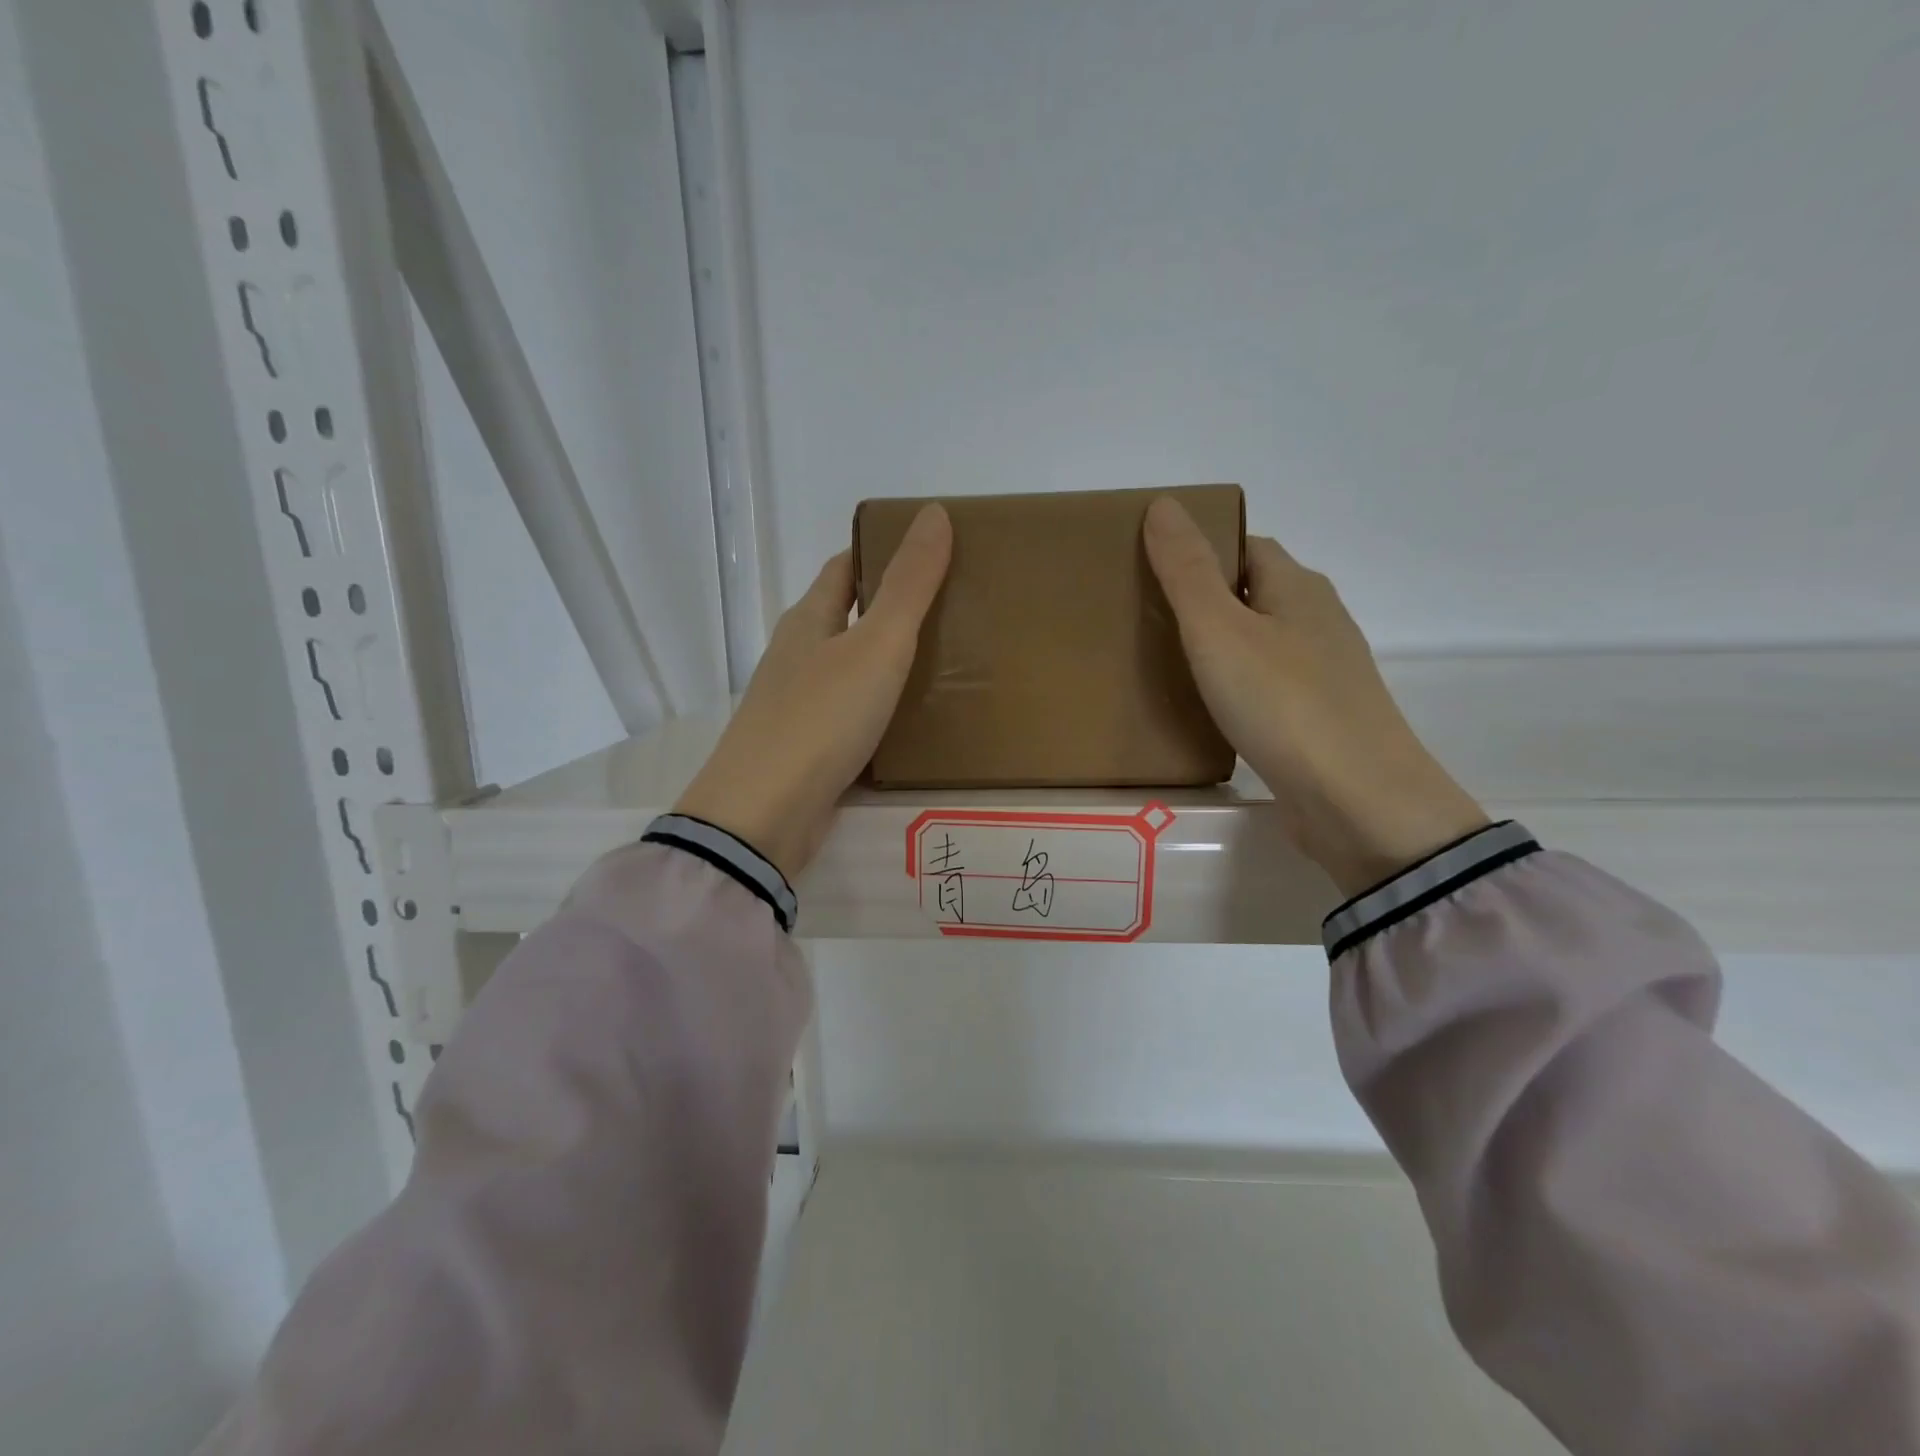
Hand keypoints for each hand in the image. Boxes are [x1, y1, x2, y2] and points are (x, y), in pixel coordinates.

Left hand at [675, 505, 952, 881]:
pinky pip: (852, 716)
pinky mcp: (808, 751)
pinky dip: (881, 710)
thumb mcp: (875, 645)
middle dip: (891, 609)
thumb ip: (908, 585)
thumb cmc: (820, 718)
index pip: (844, 569)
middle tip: (954, 609)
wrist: (763, 815)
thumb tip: (933, 512)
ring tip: (947, 663)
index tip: (929, 551)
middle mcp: (798, 658)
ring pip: (850, 670)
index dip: (881, 552)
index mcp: (809, 621)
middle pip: (847, 618)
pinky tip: (913, 722)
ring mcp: (799, 707)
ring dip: (888, 663)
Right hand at [1143, 497, 1487, 896]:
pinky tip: (1208, 708)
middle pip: (1255, 593)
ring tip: (1165, 661)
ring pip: (1262, 642)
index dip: (1202, 549)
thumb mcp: (1219, 630)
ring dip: (1220, 644)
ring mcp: (1324, 674)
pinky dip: (1235, 685)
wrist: (1356, 801)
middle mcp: (1318, 621)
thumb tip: (1164, 504)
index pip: (1247, 546)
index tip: (1152, 568)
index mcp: (1298, 588)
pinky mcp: (1318, 720)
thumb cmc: (1283, 704)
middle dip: (1206, 598)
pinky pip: (1267, 685)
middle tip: (1147, 616)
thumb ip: (1187, 571)